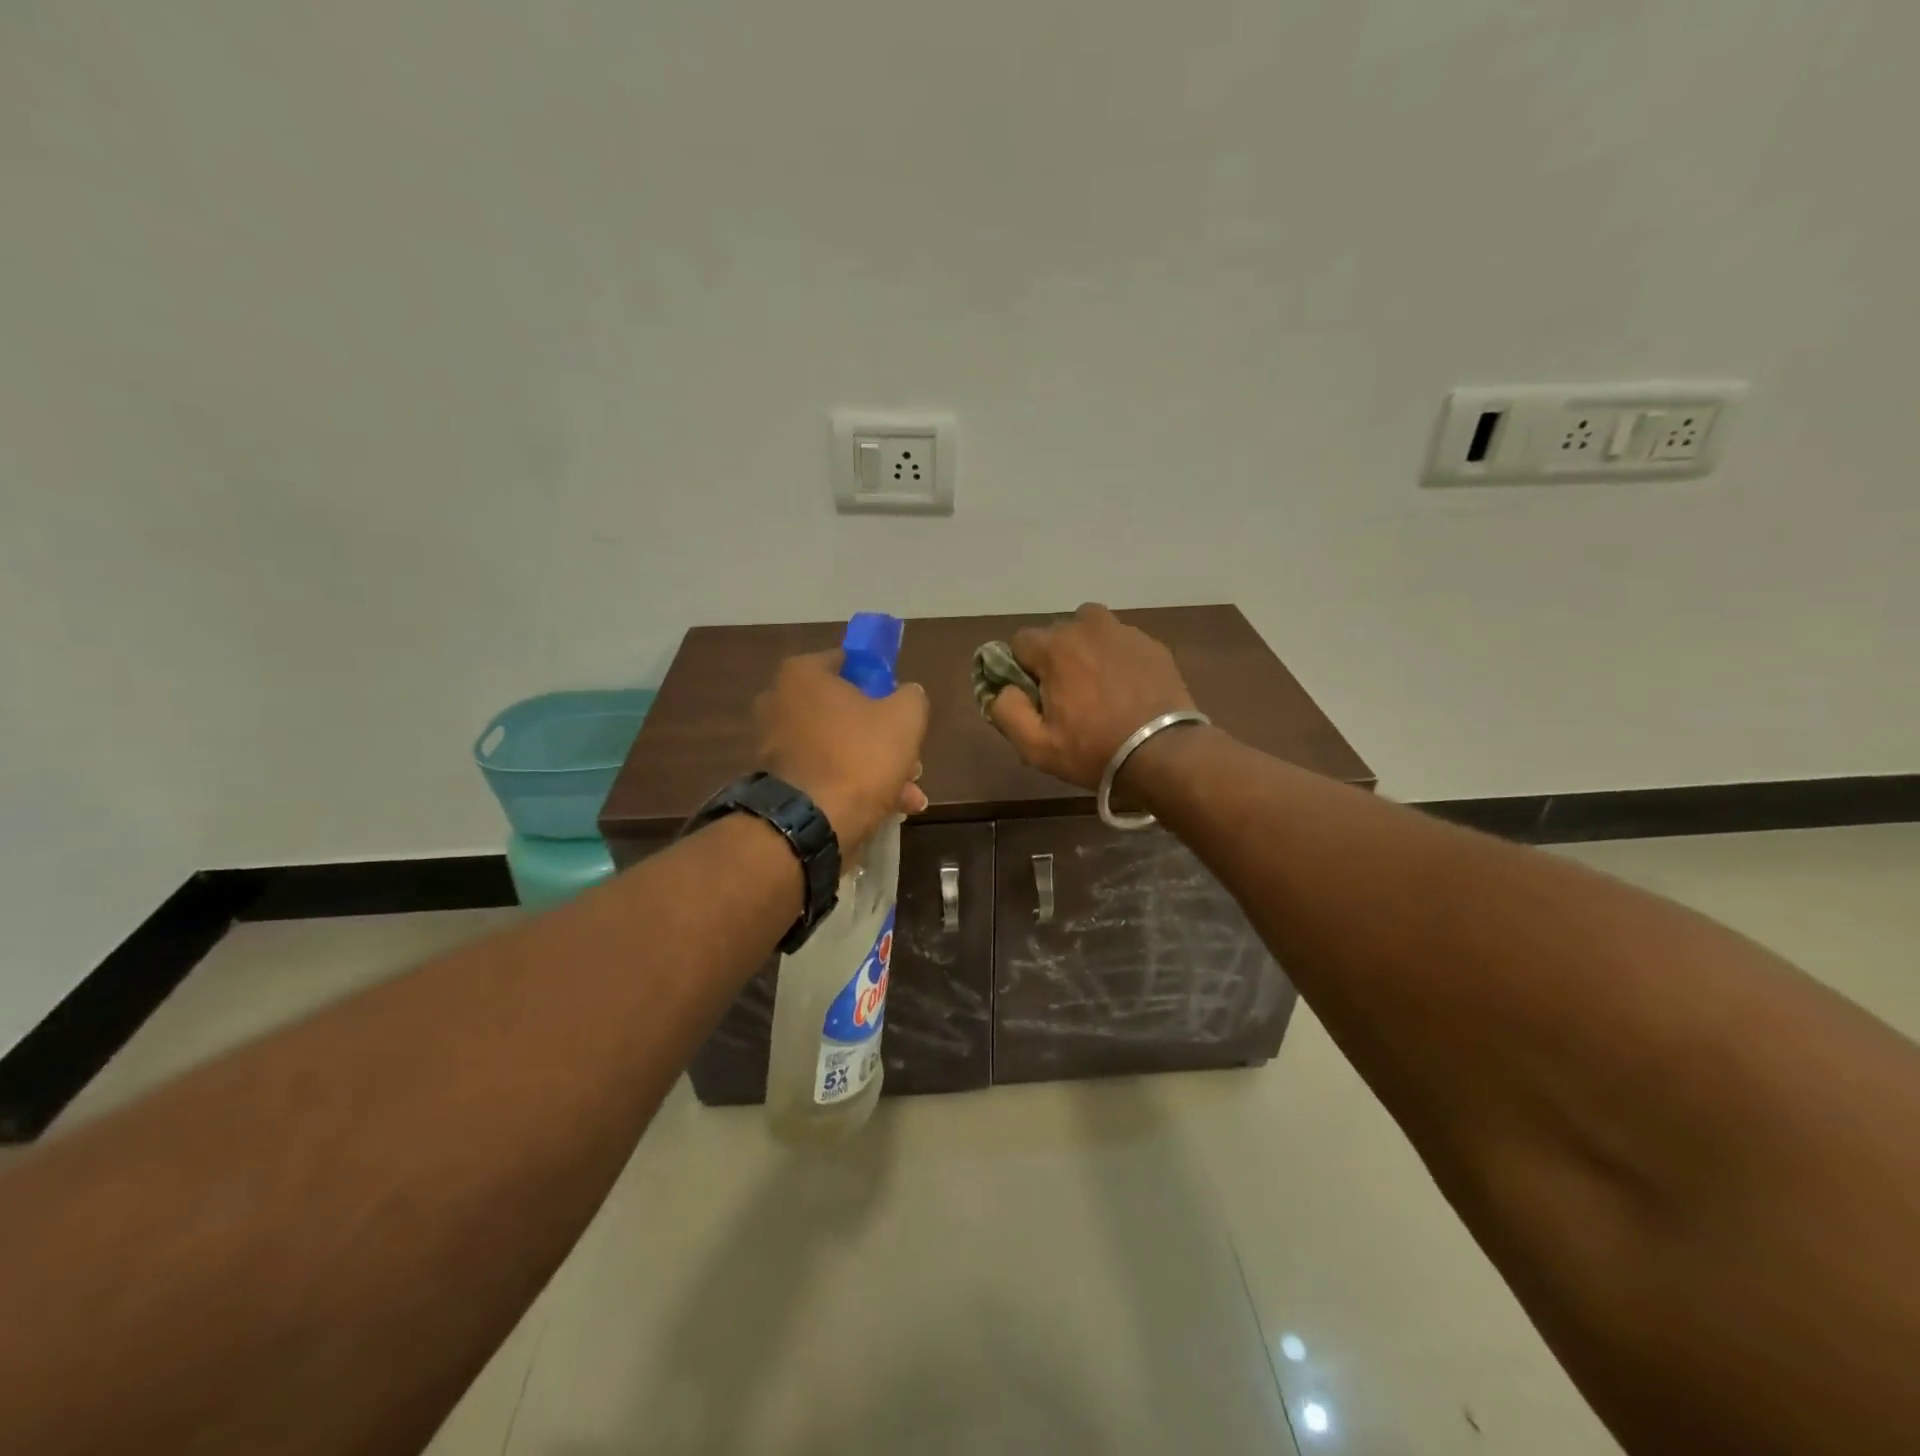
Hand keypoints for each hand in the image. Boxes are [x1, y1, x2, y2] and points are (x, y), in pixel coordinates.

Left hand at [755, 652, 929, 858]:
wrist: (812, 824)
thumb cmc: (859, 757)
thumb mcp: (905, 718)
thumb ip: (911, 697)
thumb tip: (907, 695)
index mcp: (802, 675)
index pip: (848, 662)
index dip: (880, 681)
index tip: (900, 706)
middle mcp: (779, 703)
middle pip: (844, 711)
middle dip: (882, 737)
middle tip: (910, 759)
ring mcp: (773, 745)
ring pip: (838, 748)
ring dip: (874, 768)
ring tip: (908, 795)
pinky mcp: (776, 782)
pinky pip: (823, 774)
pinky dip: (852, 786)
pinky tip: (889, 809)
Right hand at [988, 604, 1197, 790]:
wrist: (1163, 753)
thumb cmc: (1093, 750)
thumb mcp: (1035, 745)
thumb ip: (1006, 711)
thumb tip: (1002, 688)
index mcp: (1054, 647)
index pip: (1019, 642)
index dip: (1020, 669)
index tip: (1034, 696)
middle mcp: (1087, 627)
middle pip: (1056, 633)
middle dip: (1054, 658)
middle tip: (1067, 697)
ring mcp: (1125, 633)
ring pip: (1091, 630)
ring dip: (1086, 650)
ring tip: (1097, 686)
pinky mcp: (1153, 645)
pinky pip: (1122, 643)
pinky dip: (1117, 658)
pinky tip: (1126, 690)